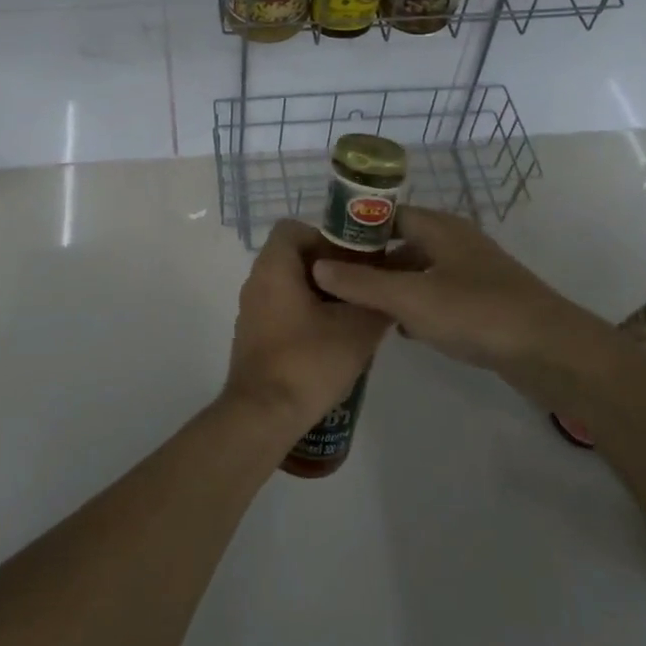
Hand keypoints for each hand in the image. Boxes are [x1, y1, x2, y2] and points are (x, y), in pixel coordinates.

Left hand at [225, 220, 394, 431]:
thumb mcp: (357, 329)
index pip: (294, 229)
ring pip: (289, 286)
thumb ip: (378, 301)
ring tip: (353, 315)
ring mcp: (252, 311)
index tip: (353, 260)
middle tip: (361, 287)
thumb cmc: (308, 362)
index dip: (326, 237)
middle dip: (330, 268)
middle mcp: (256, 282)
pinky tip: (332, 341)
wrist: (263, 416)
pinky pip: (282, 310)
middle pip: (294, 257)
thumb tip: (393, 286)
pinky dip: (306, 315)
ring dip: (321, 294)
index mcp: (274, 268)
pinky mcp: (254, 337)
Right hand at [309, 207, 608, 375]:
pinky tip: (401, 329)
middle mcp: (455, 241)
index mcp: (439, 227)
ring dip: (392, 286)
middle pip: (401, 242)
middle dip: (370, 261)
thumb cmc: (476, 312)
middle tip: (336, 283)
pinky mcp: (484, 301)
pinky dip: (416, 305)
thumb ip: (361, 284)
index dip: (355, 228)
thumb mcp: (410, 298)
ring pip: (419, 270)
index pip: (386, 214)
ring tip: (359, 308)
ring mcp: (472, 272)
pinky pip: (437, 294)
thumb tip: (317, 267)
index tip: (325, 250)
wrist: (550, 351)